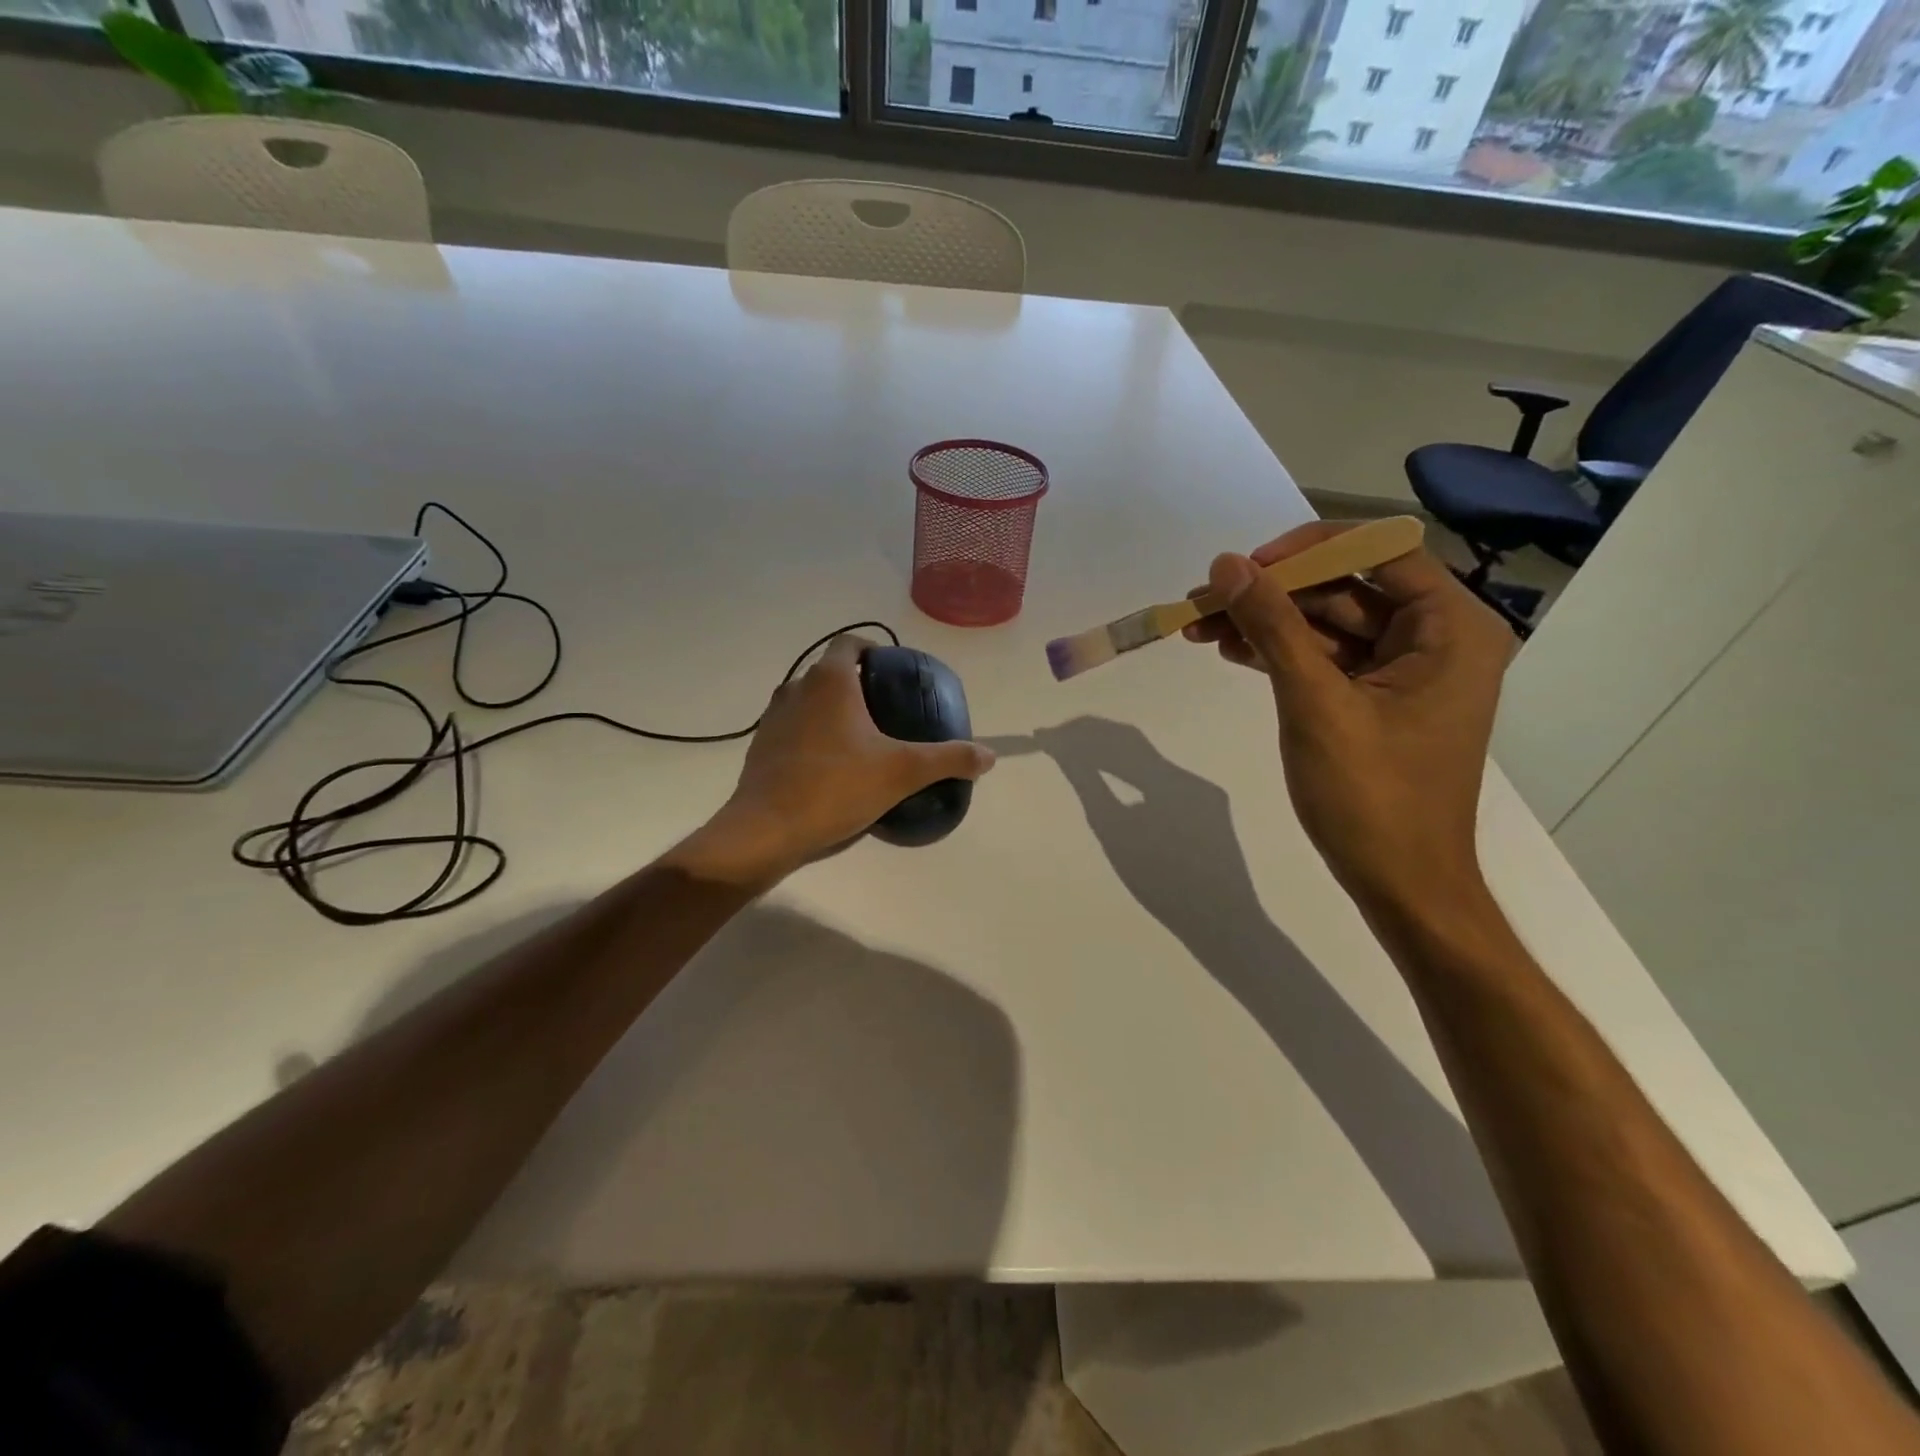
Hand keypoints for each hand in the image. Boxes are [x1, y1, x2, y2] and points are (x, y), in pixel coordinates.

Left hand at [668, 635, 995, 888]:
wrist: (767, 829)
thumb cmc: (836, 787)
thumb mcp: (903, 772)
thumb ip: (949, 759)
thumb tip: (989, 755)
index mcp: (830, 681)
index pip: (850, 643)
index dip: (873, 649)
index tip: (892, 672)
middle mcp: (796, 688)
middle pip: (830, 672)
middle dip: (857, 684)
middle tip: (887, 710)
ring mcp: (773, 718)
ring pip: (808, 700)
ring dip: (832, 709)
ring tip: (861, 738)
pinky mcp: (761, 747)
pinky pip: (793, 727)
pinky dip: (812, 734)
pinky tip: (830, 765)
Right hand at [1184, 522, 1513, 910]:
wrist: (1400, 883)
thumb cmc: (1372, 796)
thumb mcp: (1316, 704)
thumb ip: (1272, 627)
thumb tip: (1225, 566)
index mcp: (1451, 628)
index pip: (1380, 550)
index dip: (1308, 550)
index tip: (1247, 568)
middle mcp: (1437, 638)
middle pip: (1346, 588)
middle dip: (1272, 593)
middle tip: (1203, 603)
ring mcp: (1406, 672)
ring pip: (1328, 624)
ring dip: (1267, 624)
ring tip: (1201, 629)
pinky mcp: (1377, 700)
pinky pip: (1326, 659)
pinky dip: (1281, 653)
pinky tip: (1232, 652)